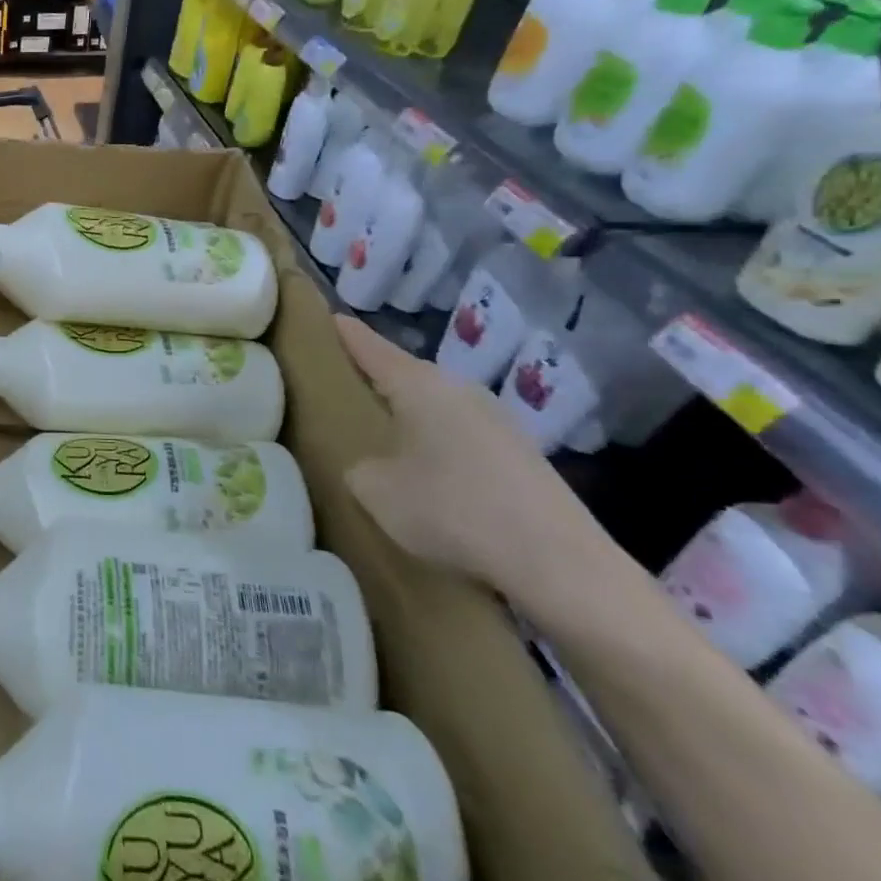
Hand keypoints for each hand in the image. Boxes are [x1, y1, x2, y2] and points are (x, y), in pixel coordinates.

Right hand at [333, 314, 611, 608]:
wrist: (559, 562)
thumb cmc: (451, 510)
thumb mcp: (375, 490)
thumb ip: (359, 465)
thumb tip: (372, 464)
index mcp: (419, 384)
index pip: (368, 345)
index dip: (342, 332)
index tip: (321, 317)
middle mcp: (458, 389)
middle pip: (404, 373)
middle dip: (372, 378)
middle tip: (338, 388)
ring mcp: (496, 419)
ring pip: (435, 405)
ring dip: (408, 414)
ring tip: (379, 434)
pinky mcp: (519, 452)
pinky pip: (460, 433)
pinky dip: (437, 442)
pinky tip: (430, 473)